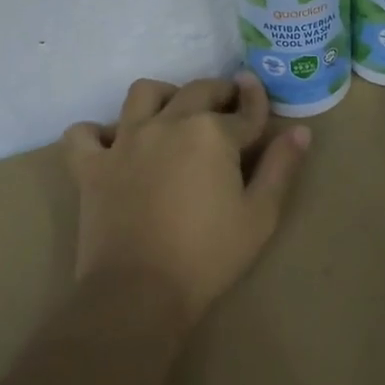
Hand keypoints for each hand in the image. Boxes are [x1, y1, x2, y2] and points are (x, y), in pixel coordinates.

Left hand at [62, 72, 309, 327]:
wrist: (139, 293)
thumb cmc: (208, 256)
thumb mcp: (260, 215)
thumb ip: (281, 167)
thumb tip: (300, 131)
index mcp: (212, 132)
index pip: (244, 110)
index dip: (257, 102)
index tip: (258, 94)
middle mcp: (169, 122)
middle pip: (198, 90)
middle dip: (219, 92)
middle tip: (227, 107)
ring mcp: (125, 141)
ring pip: (143, 94)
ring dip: (163, 95)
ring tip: (173, 113)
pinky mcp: (92, 166)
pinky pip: (83, 134)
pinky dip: (95, 133)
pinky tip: (110, 143)